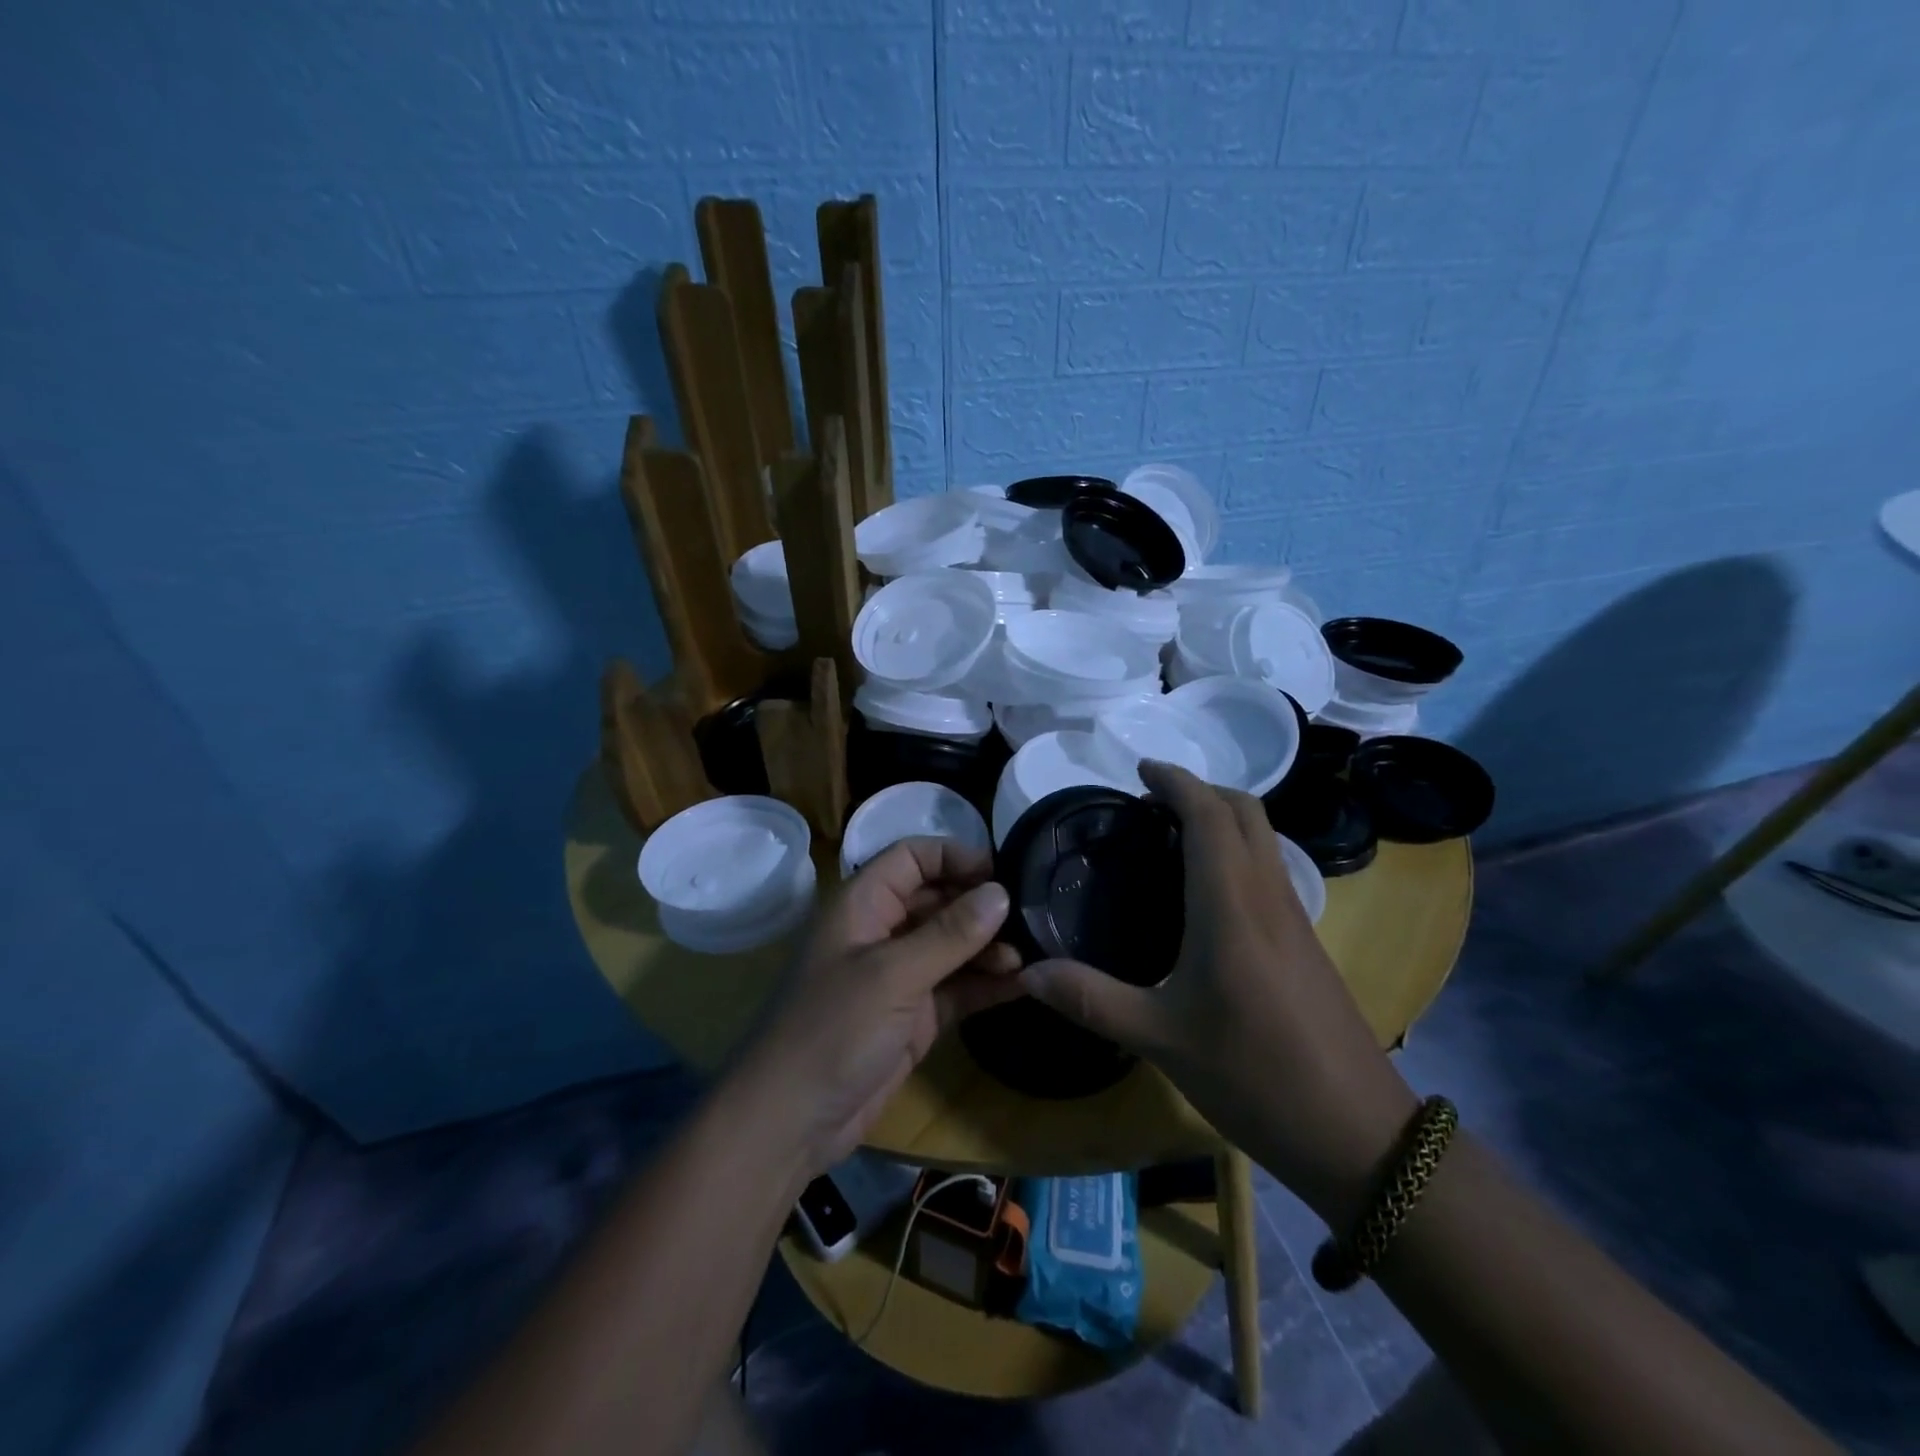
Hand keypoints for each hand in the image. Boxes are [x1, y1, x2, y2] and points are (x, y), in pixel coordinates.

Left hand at [735, 837, 1019, 1182]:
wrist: (789, 1123)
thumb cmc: (832, 1030)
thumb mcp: (892, 975)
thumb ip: (949, 934)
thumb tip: (1001, 892)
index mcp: (863, 905)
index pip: (912, 857)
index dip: (955, 856)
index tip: (1002, 872)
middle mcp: (882, 931)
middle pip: (938, 899)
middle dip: (980, 905)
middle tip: (1031, 915)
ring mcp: (899, 976)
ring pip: (952, 945)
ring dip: (989, 947)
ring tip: (1029, 955)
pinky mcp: (915, 1016)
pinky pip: (957, 988)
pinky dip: (986, 984)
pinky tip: (1023, 983)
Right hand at [1019, 762, 1417, 1223]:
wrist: (1358, 1133)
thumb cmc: (1254, 1075)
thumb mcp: (1160, 1038)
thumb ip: (1091, 1000)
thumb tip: (1027, 974)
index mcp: (1231, 905)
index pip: (1209, 814)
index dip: (1176, 781)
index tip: (1140, 770)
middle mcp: (1267, 895)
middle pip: (1245, 812)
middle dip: (1200, 790)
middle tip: (1151, 800)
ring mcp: (1294, 918)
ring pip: (1263, 838)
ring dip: (1222, 817)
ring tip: (1171, 835)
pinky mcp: (1306, 942)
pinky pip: (1269, 868)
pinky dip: (1237, 851)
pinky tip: (1206, 892)